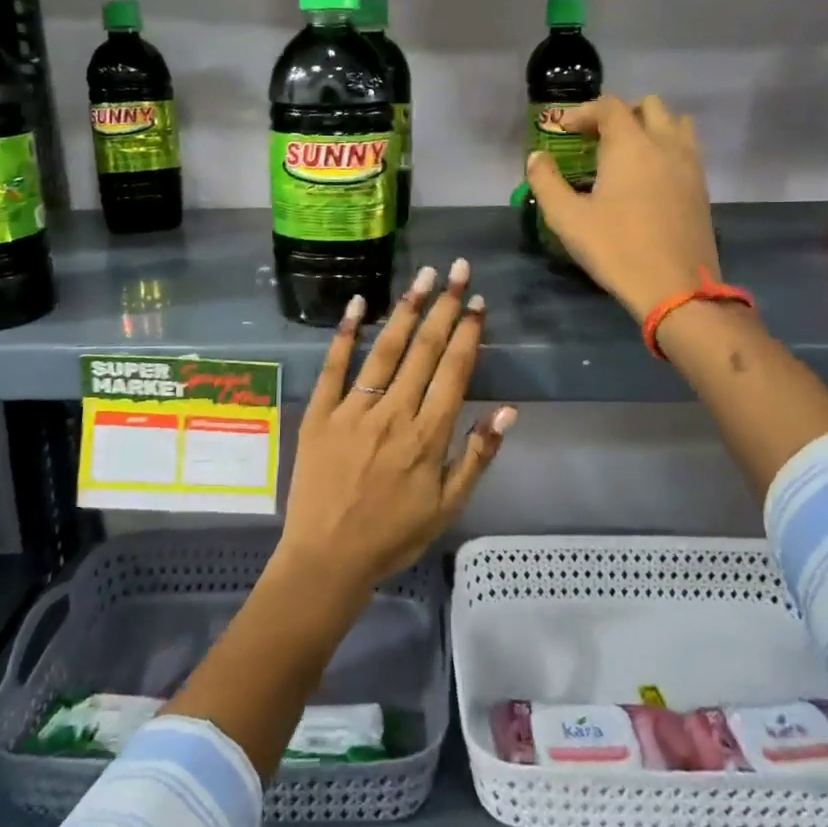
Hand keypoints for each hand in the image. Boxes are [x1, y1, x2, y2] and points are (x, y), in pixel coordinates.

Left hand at [278, 260, 516, 594]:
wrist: (327, 558)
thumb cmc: (393, 535)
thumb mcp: (447, 506)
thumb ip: (477, 456)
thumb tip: (508, 411)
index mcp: (428, 435)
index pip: (453, 371)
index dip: (467, 332)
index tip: (476, 301)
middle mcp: (393, 414)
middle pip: (423, 350)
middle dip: (443, 306)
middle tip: (456, 268)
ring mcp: (353, 411)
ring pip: (385, 350)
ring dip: (405, 309)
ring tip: (421, 275)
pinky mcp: (319, 414)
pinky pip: (333, 367)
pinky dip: (345, 334)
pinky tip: (357, 304)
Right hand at [525, 95, 721, 320]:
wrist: (675, 288)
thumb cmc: (616, 249)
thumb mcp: (567, 218)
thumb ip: (546, 182)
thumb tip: (537, 158)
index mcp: (630, 145)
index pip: (609, 107)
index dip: (583, 112)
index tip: (564, 131)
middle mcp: (664, 144)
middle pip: (649, 106)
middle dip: (620, 114)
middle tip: (596, 138)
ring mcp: (689, 165)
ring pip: (675, 124)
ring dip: (650, 126)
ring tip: (627, 153)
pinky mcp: (701, 187)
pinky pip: (686, 149)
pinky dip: (666, 148)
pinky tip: (648, 178)